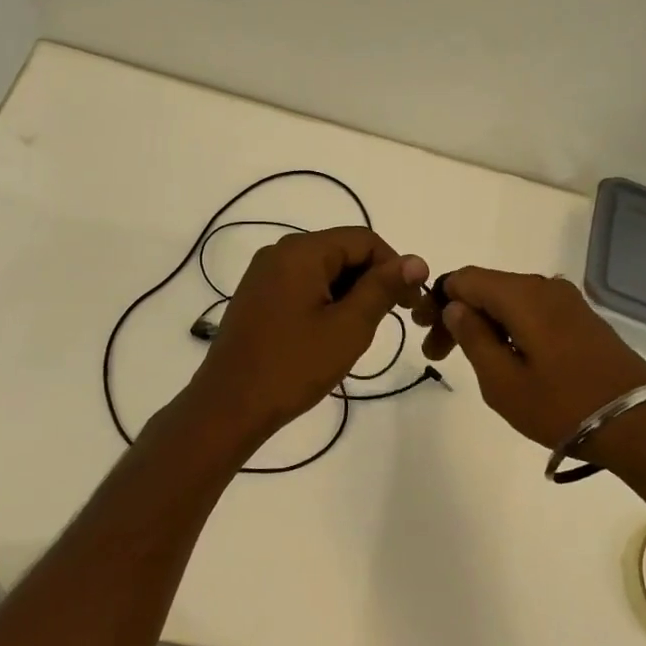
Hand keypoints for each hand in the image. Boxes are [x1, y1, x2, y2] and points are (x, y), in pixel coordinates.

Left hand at [191, 226, 429, 443]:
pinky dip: (326, 301)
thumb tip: (416, 260)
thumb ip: (383, 288)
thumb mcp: (349, 327)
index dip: (394, 266)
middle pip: (342, 250)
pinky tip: (329, 334)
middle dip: (371, 280)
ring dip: (349, 293)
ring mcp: (264, 274)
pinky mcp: (257, 296)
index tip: (411, 303)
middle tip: (388, 321)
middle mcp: (280, 252)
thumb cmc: (293, 366)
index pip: (364, 239)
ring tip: (357, 333)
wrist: (229, 407)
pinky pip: (303, 285)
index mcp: (302, 251)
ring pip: (323, 270)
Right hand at [414, 268, 645, 466]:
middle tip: (438, 355)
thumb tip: (455, 307)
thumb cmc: (563, 406)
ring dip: (485, 323)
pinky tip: (508, 357)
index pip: (465, 279)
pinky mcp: (583, 319)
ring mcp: (568, 301)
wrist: (641, 424)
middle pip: (488, 287)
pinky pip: (534, 311)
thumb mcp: (503, 382)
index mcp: (522, 295)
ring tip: (472, 361)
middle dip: (459, 315)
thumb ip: (473, 338)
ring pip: (511, 300)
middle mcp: (545, 287)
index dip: (438, 300)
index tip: (424, 334)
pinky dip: (511, 327)